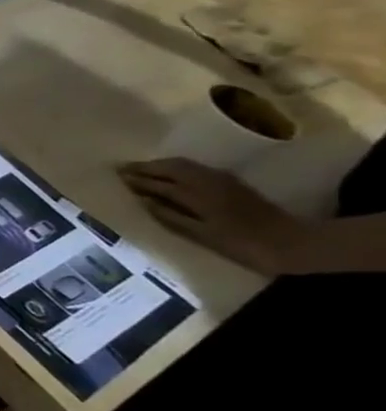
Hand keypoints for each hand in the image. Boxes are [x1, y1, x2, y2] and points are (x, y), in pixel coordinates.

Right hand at [118, 159, 308, 275]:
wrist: (294, 243)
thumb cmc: (242, 245)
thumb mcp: (202, 235)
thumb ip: (170, 217)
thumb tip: (143, 201)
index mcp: (197, 195)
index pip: (159, 182)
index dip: (137, 179)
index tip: (116, 176)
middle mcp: (208, 182)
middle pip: (172, 167)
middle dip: (146, 167)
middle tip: (123, 169)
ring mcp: (223, 180)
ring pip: (185, 165)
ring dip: (162, 166)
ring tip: (143, 170)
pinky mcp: (232, 184)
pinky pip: (197, 169)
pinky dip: (178, 169)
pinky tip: (172, 176)